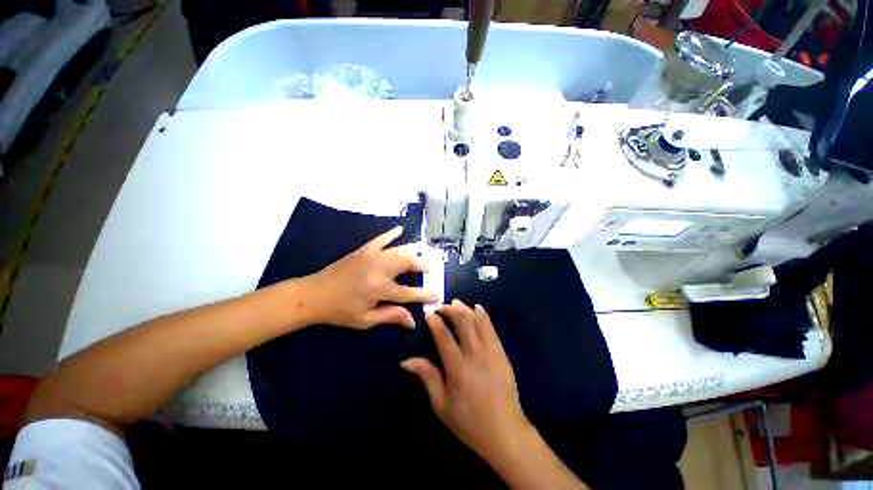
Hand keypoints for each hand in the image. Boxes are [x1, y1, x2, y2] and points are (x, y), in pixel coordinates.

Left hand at [304, 226, 437, 328]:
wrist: (313, 295)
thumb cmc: (339, 311)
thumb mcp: (365, 320)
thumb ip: (390, 317)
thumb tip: (412, 321)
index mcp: (379, 289)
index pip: (408, 293)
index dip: (424, 295)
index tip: (437, 296)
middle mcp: (379, 270)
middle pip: (407, 264)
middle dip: (422, 266)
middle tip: (430, 269)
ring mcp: (371, 257)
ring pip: (398, 250)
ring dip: (412, 252)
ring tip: (422, 254)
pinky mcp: (363, 251)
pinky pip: (380, 239)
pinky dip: (391, 234)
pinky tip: (400, 229)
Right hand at [401, 300, 532, 463]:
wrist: (505, 432)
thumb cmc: (469, 422)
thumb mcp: (442, 405)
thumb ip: (427, 377)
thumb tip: (406, 360)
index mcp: (458, 368)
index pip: (444, 337)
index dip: (435, 322)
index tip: (429, 314)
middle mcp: (475, 354)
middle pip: (463, 322)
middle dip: (451, 310)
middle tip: (442, 306)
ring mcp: (492, 352)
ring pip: (478, 321)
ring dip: (466, 309)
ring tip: (456, 303)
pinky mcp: (502, 353)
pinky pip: (492, 328)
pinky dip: (483, 316)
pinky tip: (478, 308)